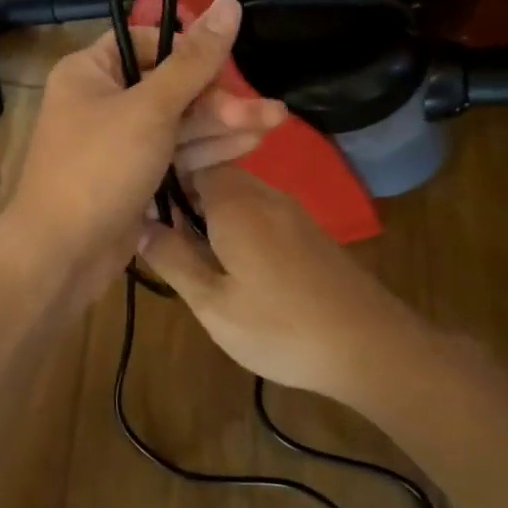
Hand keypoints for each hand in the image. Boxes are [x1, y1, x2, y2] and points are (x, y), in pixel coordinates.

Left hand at [5, 0, 285, 298]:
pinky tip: (249, 145)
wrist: (62, 254)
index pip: (148, 41)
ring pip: (177, 122)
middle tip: (265, 111)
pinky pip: (173, 152)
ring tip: (274, 122)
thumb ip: (194, 60)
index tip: (228, 64)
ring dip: (222, 123)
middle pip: (170, 85)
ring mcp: (118, 142)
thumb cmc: (99, 168)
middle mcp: (102, 100)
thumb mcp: (150, 108)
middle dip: (218, 98)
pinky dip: (206, 149)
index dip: (190, 50)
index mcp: (90, 71)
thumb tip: (229, 2)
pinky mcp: (133, 176)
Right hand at [138, 164, 429, 407]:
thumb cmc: (281, 327)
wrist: (372, 348)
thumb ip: (171, 258)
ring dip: (209, 216)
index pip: (188, 160)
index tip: (137, 208)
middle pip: (212, 176)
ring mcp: (291, 211)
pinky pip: (259, 212)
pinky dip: (235, 227)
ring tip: (189, 255)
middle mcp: (264, 193)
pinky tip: (231, 265)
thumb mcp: (212, 302)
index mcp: (234, 201)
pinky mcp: (308, 232)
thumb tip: (136, 223)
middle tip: (159, 239)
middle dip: (182, 199)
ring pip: (236, 195)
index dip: (160, 178)